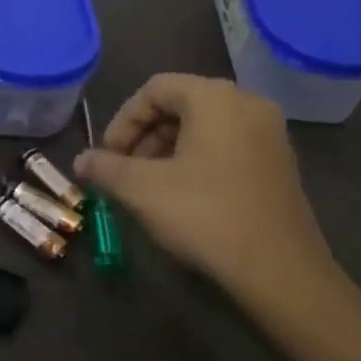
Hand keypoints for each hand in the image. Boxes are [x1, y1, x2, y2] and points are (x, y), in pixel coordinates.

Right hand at [75, 74, 360, 360]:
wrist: (279, 271)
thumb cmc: (205, 215)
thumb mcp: (142, 190)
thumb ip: (106, 167)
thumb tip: (80, 161)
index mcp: (215, 97)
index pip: (155, 89)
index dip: (123, 120)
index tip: (108, 156)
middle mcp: (247, 103)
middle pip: (181, 104)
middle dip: (145, 136)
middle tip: (125, 171)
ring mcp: (270, 134)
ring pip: (205, 126)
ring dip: (169, 149)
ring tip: (150, 187)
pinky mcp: (280, 163)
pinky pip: (228, 145)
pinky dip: (198, 160)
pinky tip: (185, 196)